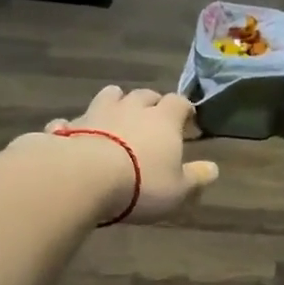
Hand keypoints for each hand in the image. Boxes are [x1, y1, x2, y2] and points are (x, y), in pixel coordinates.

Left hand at [17, 85, 218, 224]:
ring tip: (117, 118)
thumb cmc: (141, 184)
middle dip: (151, 103)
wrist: (84, 177)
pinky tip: (76, 135)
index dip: (185, 110)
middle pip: (145, 94)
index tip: (187, 121)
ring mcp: (98, 112)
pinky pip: (74, 120)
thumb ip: (195, 177)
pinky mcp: (70, 125)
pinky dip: (77, 126)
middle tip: (153, 119)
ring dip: (116, 103)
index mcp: (163, 119)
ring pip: (110, 95)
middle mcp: (132, 107)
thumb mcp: (178, 189)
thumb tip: (213, 168)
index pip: (179, 102)